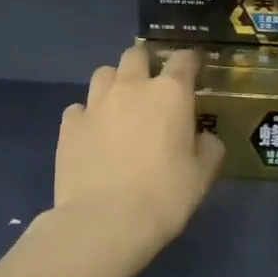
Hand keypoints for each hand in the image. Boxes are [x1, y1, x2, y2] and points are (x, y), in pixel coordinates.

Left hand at [54, 44, 223, 258]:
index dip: (190, 62)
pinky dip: (88, 116)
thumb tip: (204, 138)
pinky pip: (79, 108)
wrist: (106, 221)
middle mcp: (131, 88)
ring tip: (119, 107)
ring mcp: (95, 104)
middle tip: (151, 89)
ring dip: (114, 84)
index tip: (193, 71)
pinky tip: (92, 135)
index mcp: (170, 94)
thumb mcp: (202, 175)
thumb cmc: (165, 196)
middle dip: (145, 65)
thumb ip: (209, 148)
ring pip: (103, 74)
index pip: (183, 59)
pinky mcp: (68, 125)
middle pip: (135, 55)